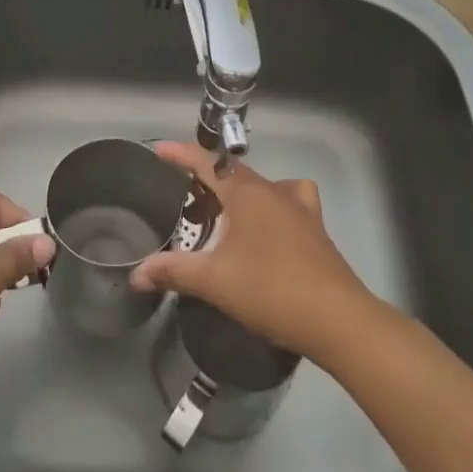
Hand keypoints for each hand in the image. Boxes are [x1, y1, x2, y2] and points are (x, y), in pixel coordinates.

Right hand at [130, 142, 371, 363]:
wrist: (337, 320)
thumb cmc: (270, 290)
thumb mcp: (214, 281)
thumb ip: (173, 271)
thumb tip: (135, 274)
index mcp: (246, 193)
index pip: (206, 161)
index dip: (181, 154)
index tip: (159, 151)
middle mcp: (273, 191)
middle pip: (233, 172)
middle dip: (205, 179)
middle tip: (181, 196)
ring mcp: (300, 209)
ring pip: (261, 186)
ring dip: (239, 192)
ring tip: (223, 213)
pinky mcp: (316, 230)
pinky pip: (290, 202)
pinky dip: (274, 206)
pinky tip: (268, 227)